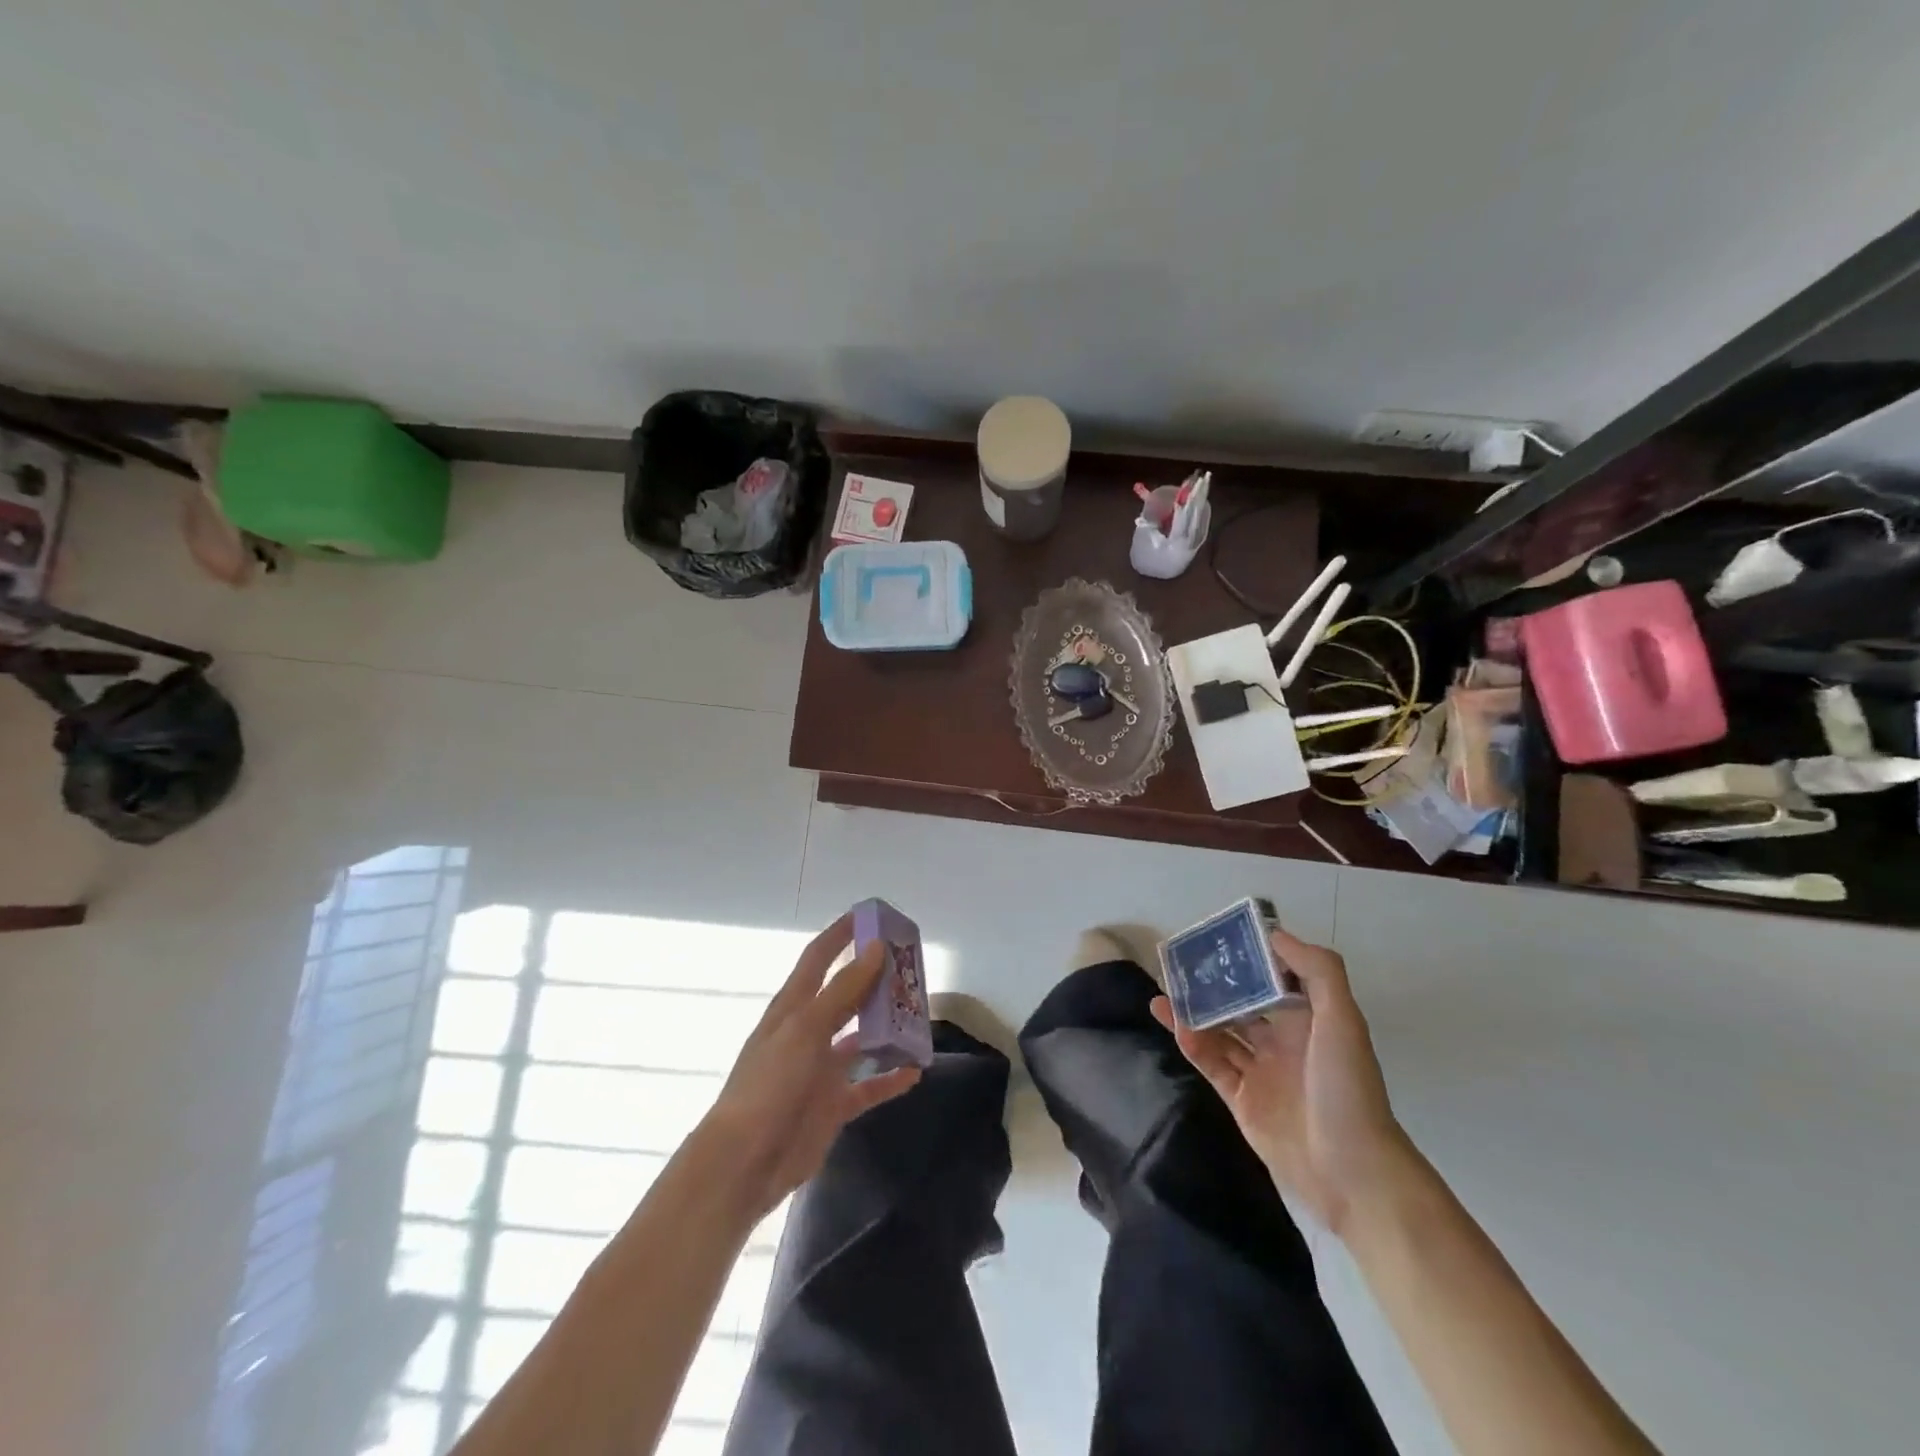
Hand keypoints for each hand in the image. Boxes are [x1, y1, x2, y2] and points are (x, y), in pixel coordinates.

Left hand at [697, 914, 921, 1219]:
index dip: (841, 934)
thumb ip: (843, 991)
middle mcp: (809, 1032)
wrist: (744, 1164)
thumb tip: (876, 948)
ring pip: (862, 1038)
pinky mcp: (832, 1105)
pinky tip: (916, 1070)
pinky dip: (890, 1077)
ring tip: (920, 1015)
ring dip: (888, 1027)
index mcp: (793, 1008)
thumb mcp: (805, 1030)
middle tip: (911, 965)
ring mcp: (821, 1070)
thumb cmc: (768, 1086)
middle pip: (847, 995)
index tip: (869, 914)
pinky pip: (869, 1085)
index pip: (819, 958)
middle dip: (875, 978)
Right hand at [1152, 925, 1409, 1233]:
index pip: (1274, 980)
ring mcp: (1261, 1073)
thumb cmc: (1347, 1089)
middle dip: (1214, 986)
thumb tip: (1275, 934)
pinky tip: (1178, 1029)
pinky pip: (1213, 1065)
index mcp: (1310, 1021)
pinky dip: (1194, 1047)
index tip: (1219, 940)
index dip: (1249, 960)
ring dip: (1194, 1014)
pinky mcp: (1242, 1101)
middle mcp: (1284, 1042)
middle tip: (1179, 965)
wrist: (1352, 1173)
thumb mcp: (1343, 1021)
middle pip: (1241, 1004)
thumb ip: (1318, 972)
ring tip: (1163, 993)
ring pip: (1221, 1033)